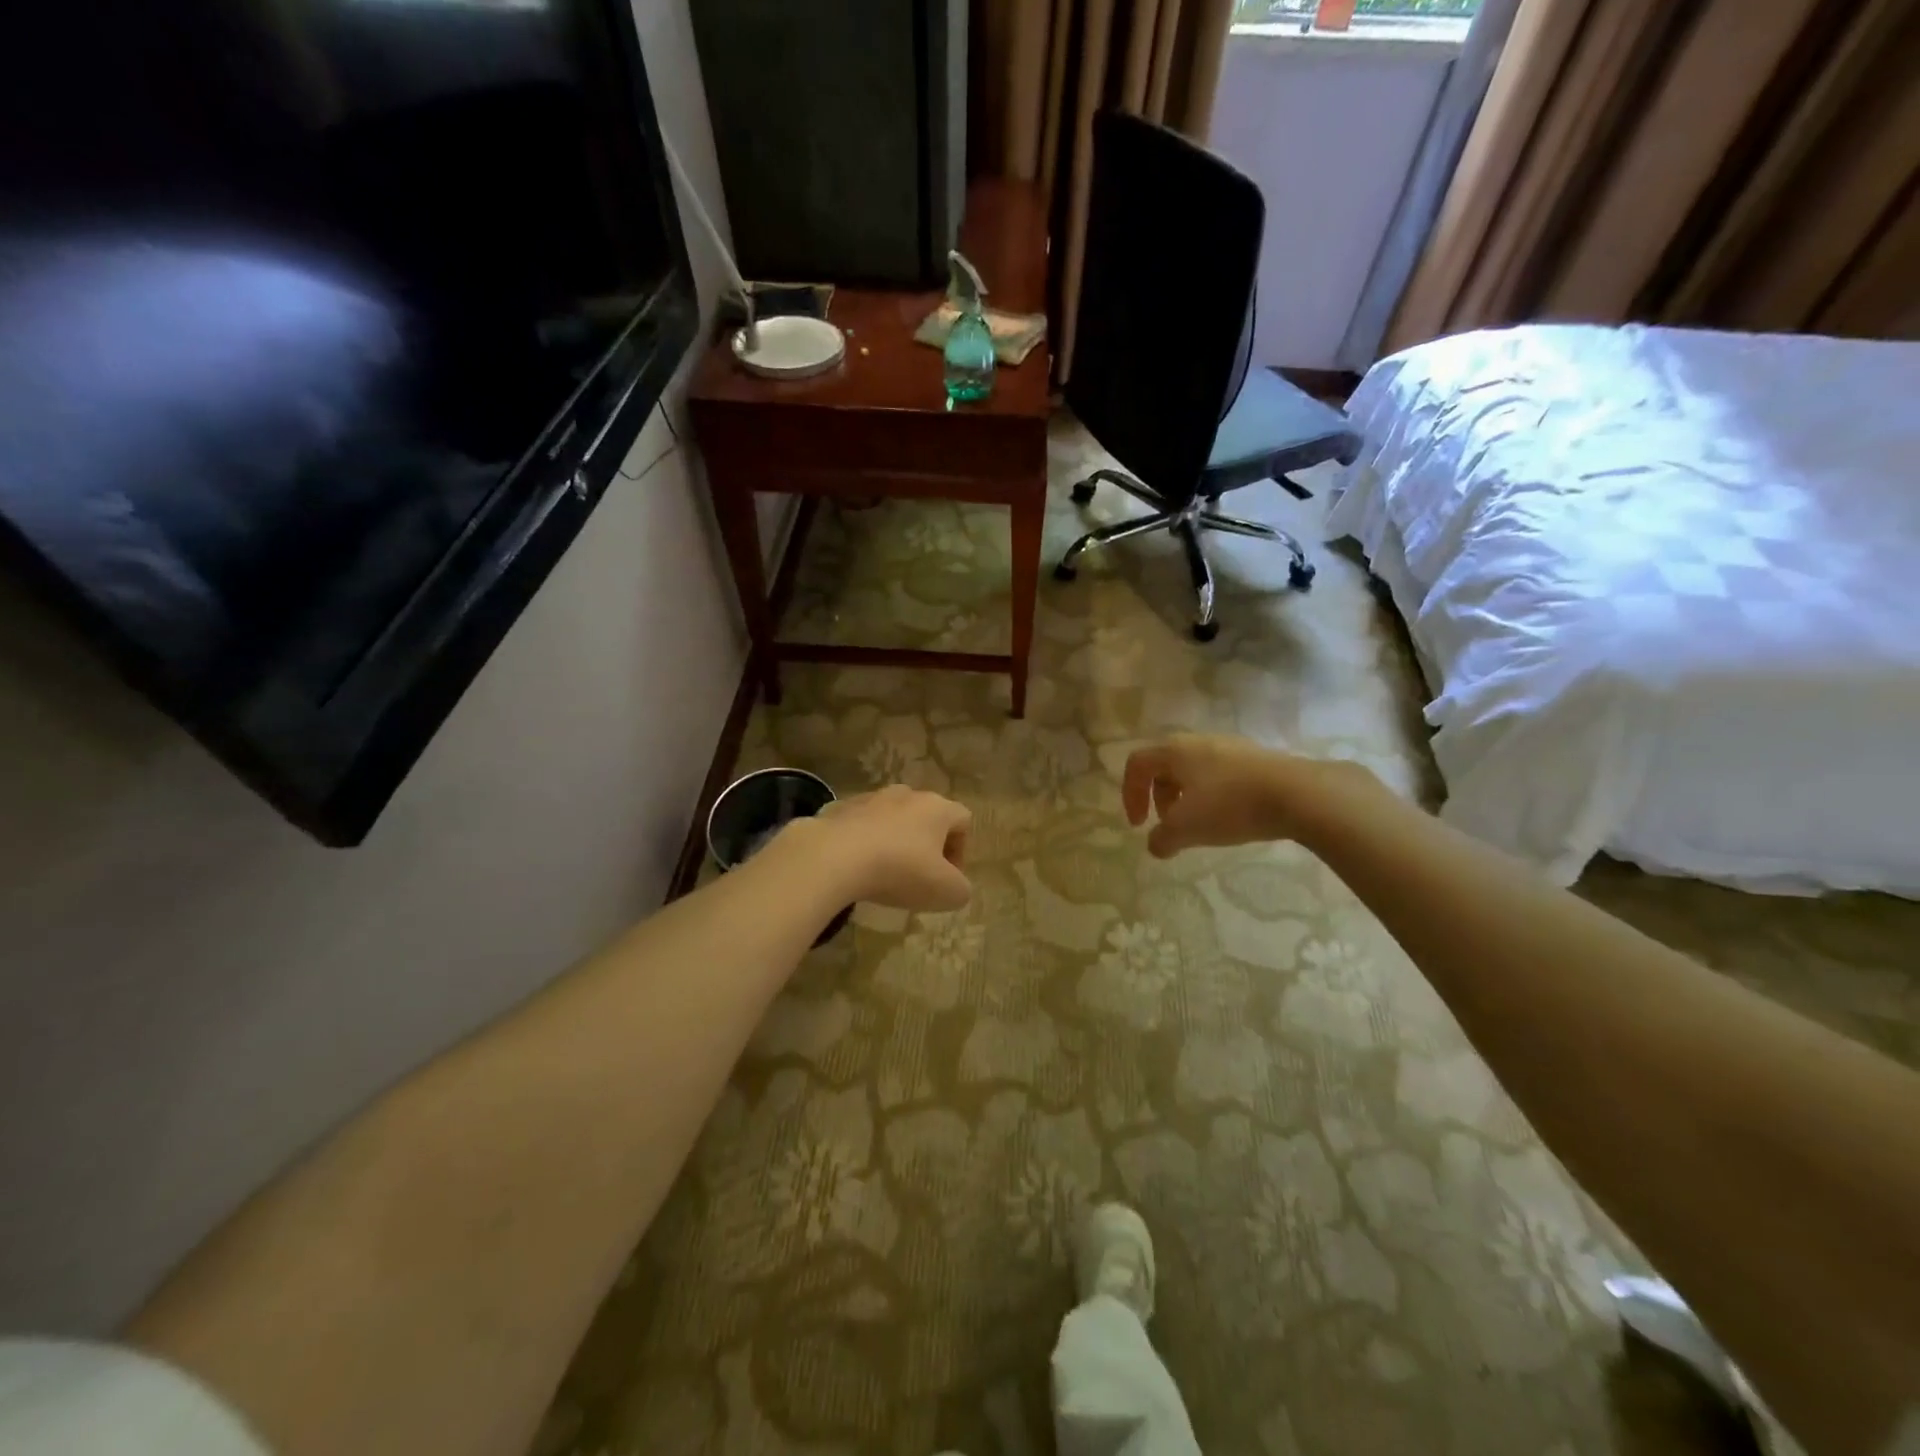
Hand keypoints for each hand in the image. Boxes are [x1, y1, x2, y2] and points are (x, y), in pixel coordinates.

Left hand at [797, 785, 972, 910]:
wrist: (834, 857)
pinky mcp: (840, 808)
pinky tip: (855, 867)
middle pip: (926, 816)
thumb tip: (956, 886)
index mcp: (937, 807)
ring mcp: (871, 798)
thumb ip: (961, 889)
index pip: (962, 819)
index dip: (960, 849)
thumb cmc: (900, 871)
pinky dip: (863, 842)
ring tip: (883, 873)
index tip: (947, 877)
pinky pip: (861, 825)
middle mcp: (907, 795)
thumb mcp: (946, 893)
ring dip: (894, 841)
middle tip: (917, 876)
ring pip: (892, 818)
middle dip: (926, 844)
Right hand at [1123, 734, 1372, 858]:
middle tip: (1168, 825)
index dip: (1130, 794)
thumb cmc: (1230, 805)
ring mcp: (1230, 746)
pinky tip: (1229, 817)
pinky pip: (1220, 774)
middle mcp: (1198, 741)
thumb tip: (1156, 845)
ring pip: (1193, 770)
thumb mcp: (1186, 829)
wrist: (1298, 794)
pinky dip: (1212, 794)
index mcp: (1174, 750)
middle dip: (1159, 797)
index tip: (1140, 825)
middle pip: (1164, 765)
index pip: (1137, 764)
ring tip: (1200, 824)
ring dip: (1186, 797)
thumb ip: (1162, 839)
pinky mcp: (1256, 758)